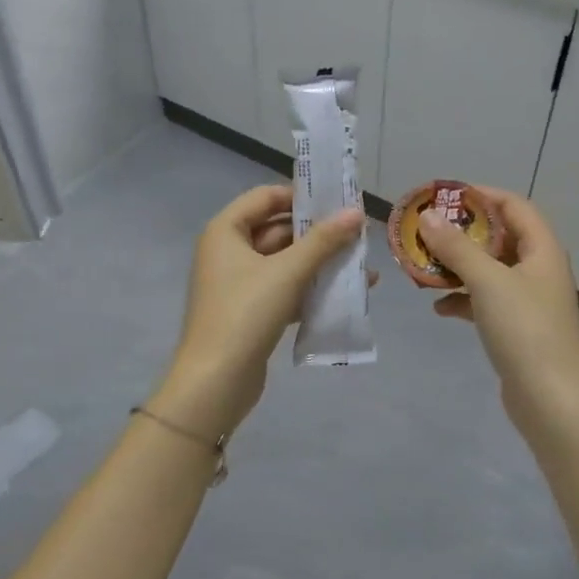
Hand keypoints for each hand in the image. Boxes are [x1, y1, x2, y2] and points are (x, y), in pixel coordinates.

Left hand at [153, 185, 365, 438]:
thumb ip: (323, 241)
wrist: (216, 382)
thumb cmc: (246, 314)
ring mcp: (239, 283)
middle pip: (278, 229)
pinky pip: (285, 289)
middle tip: (359, 235)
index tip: (338, 202)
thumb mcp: (288, 272)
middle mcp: (229, 251)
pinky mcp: (251, 312)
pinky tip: (346, 294)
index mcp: (226, 230)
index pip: (266, 197)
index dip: (301, 197)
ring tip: (362, 266)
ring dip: (320, 263)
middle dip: (318, 234)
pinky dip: (311, 289)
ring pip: (285, 262)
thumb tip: (356, 212)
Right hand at [419, 189, 578, 438]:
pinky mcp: (517, 329)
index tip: (444, 196)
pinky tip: (438, 308)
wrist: (554, 401)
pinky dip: (463, 299)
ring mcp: (528, 301)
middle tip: (425, 231)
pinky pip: (486, 302)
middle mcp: (538, 270)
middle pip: (499, 238)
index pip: (514, 206)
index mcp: (541, 250)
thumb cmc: (525, 331)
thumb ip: (457, 247)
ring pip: (489, 271)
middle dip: (462, 233)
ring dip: (458, 267)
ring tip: (423, 267)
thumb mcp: (488, 282)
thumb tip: (428, 216)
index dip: (481, 195)